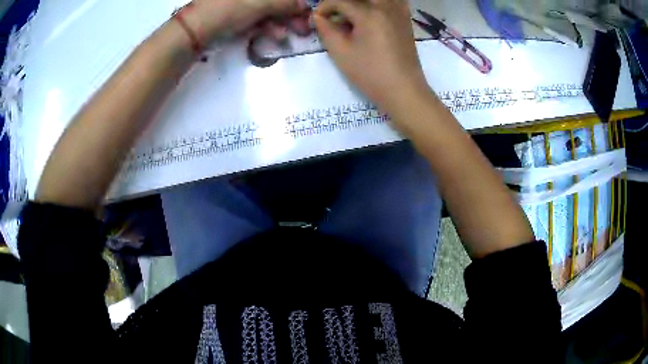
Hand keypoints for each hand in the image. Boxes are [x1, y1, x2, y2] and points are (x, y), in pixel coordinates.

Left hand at [189, 0, 310, 41]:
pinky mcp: (236, 15)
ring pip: (268, 9)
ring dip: (282, 22)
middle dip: (292, 12)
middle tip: (305, 26)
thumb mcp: (258, 4)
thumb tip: (305, 5)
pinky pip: (257, 18)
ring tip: (291, 35)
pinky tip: (276, 36)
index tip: (307, 10)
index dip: (295, 1)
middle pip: (275, 0)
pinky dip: (268, 27)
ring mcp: (240, 3)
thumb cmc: (225, 11)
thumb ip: (284, 3)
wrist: (192, 33)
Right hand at [313, 0, 430, 111]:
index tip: (318, 19)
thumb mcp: (341, 53)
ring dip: (361, 3)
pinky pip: (393, 1)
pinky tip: (374, 14)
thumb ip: (326, 30)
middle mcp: (386, 6)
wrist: (403, 90)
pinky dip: (380, 3)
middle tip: (336, 17)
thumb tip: (319, 17)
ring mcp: (399, 12)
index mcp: (369, 13)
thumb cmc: (370, 74)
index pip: (340, 1)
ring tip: (353, 18)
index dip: (324, 7)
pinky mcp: (406, 19)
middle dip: (343, 3)